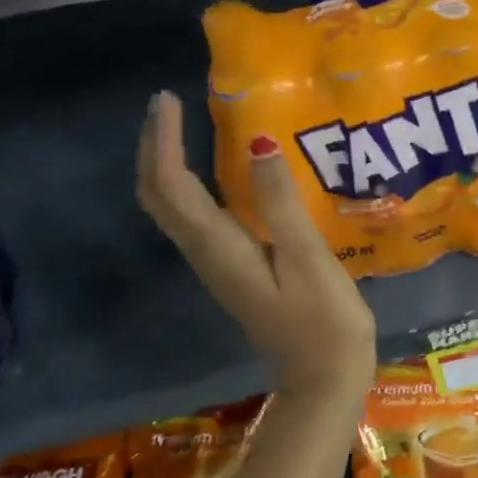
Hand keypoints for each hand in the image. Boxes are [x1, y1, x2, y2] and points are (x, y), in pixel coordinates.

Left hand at [137, 92, 375, 404]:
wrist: (324, 378)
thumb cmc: (324, 320)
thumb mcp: (308, 258)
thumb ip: (281, 203)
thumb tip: (259, 144)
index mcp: (220, 248)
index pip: (173, 185)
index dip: (164, 140)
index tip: (167, 99)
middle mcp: (206, 256)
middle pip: (158, 198)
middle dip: (153, 149)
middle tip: (166, 107)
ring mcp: (218, 268)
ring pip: (171, 210)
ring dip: (167, 166)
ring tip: (182, 130)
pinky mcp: (234, 274)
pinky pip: (195, 222)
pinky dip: (190, 189)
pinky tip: (215, 176)